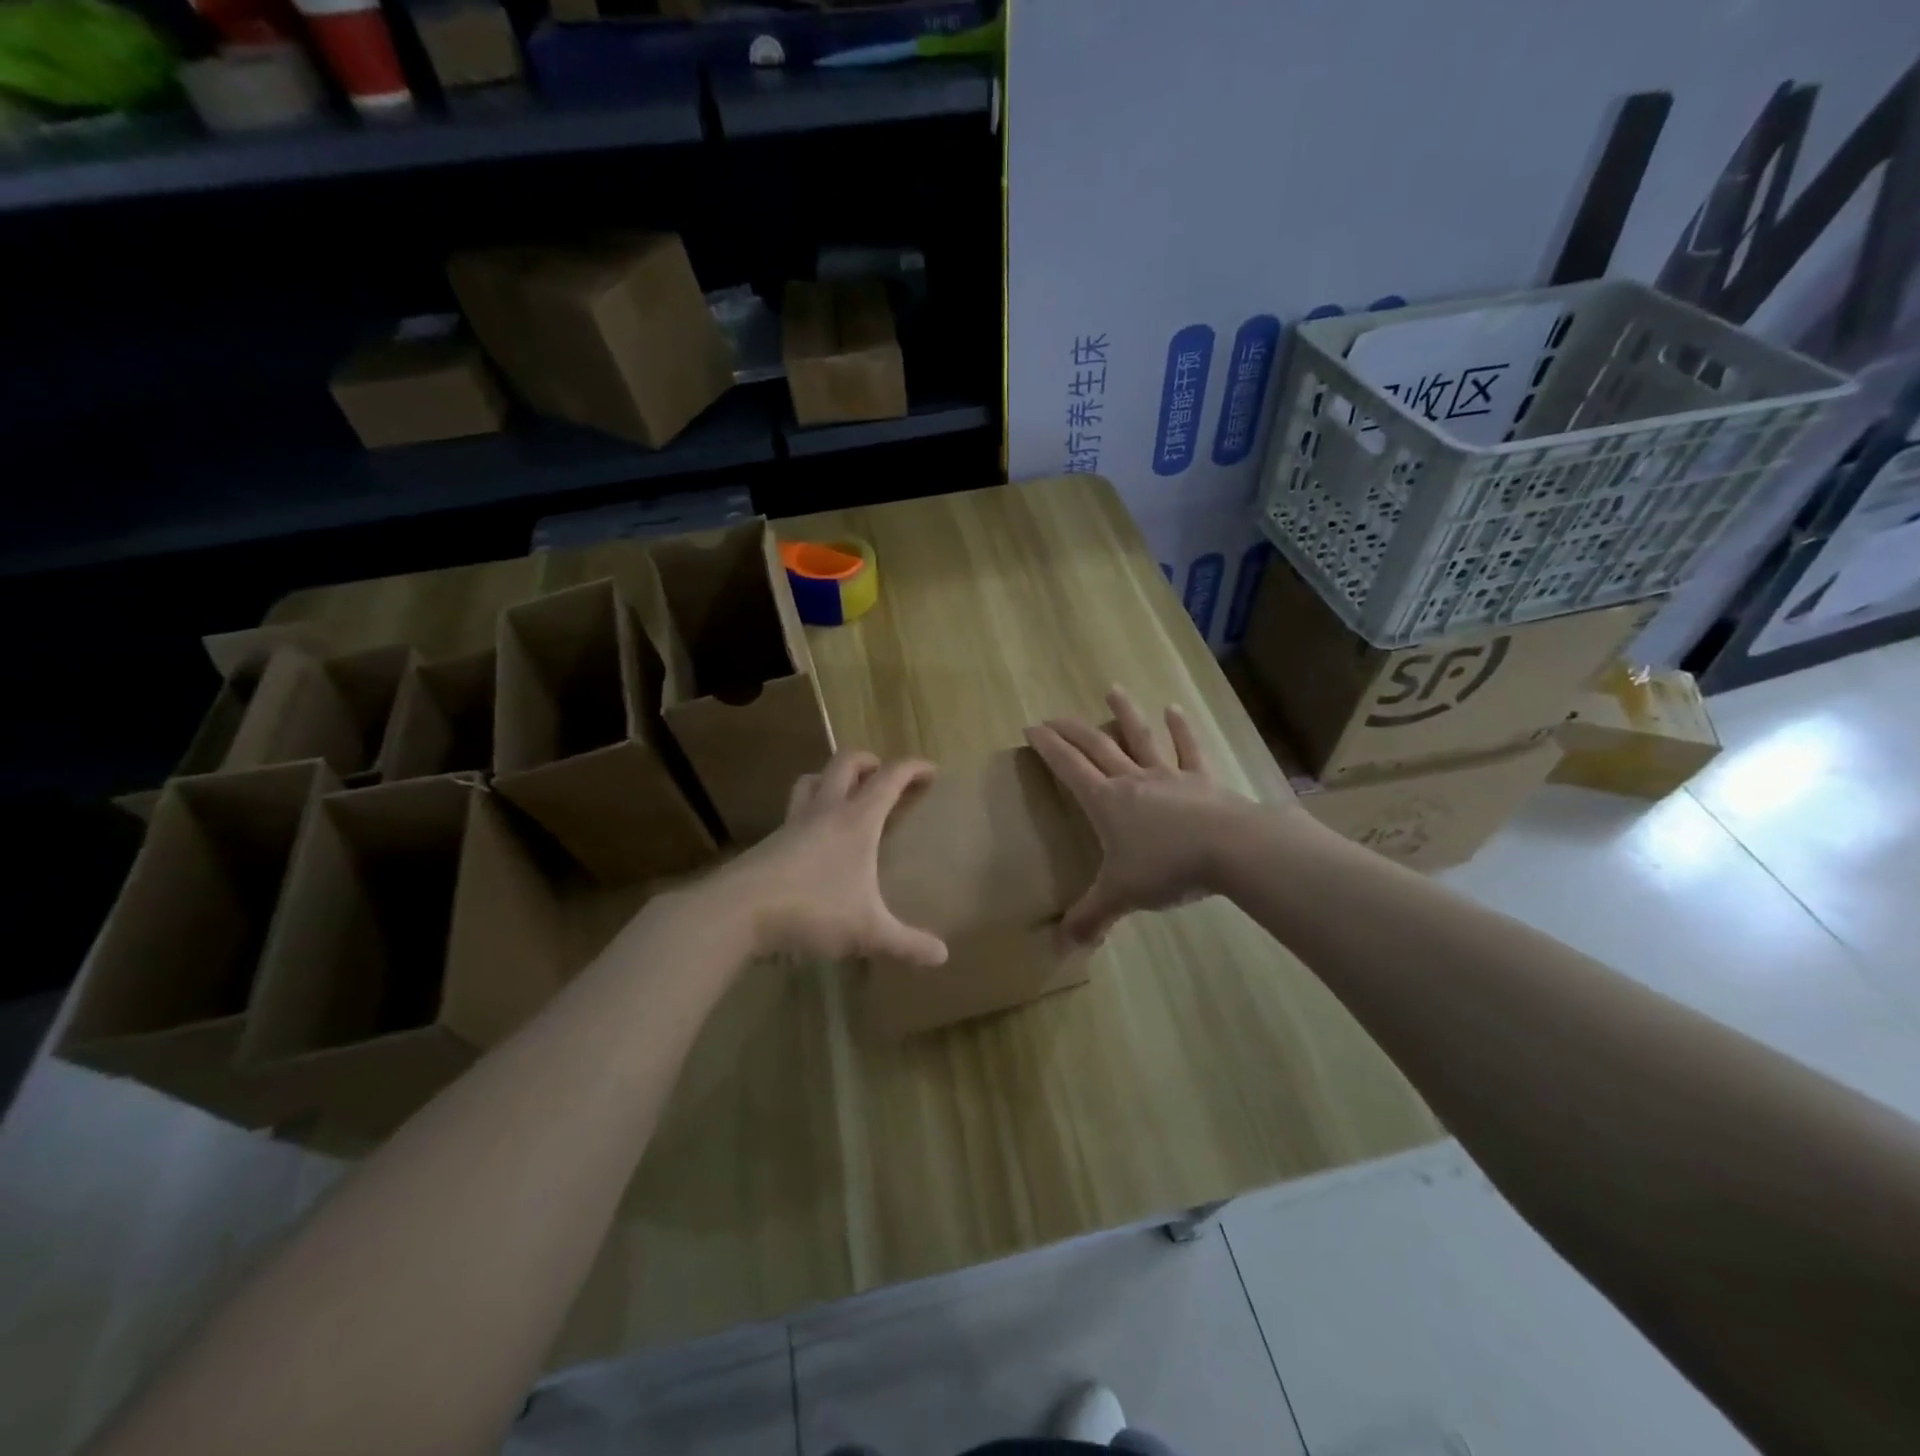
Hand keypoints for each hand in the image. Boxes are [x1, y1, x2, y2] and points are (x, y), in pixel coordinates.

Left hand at [720, 749, 948, 966]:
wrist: (737, 912)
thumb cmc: (812, 910)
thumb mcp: (867, 932)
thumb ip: (906, 943)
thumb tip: (942, 956)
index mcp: (856, 820)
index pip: (890, 778)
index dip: (913, 768)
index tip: (931, 770)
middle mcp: (825, 811)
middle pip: (845, 763)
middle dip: (869, 760)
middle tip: (883, 775)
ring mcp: (792, 823)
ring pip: (811, 781)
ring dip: (830, 778)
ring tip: (843, 796)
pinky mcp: (769, 842)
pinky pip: (793, 812)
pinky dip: (808, 812)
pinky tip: (812, 841)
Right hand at [1026, 688, 1267, 947]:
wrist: (1230, 849)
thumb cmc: (1167, 867)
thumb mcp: (1121, 895)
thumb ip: (1091, 917)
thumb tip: (1062, 945)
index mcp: (1107, 802)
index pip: (1069, 768)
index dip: (1048, 748)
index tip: (1031, 728)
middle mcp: (1132, 780)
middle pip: (1096, 747)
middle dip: (1072, 730)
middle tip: (1054, 715)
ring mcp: (1168, 776)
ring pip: (1140, 738)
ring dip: (1124, 714)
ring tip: (1113, 689)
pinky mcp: (1201, 780)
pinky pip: (1188, 750)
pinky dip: (1181, 729)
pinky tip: (1174, 709)